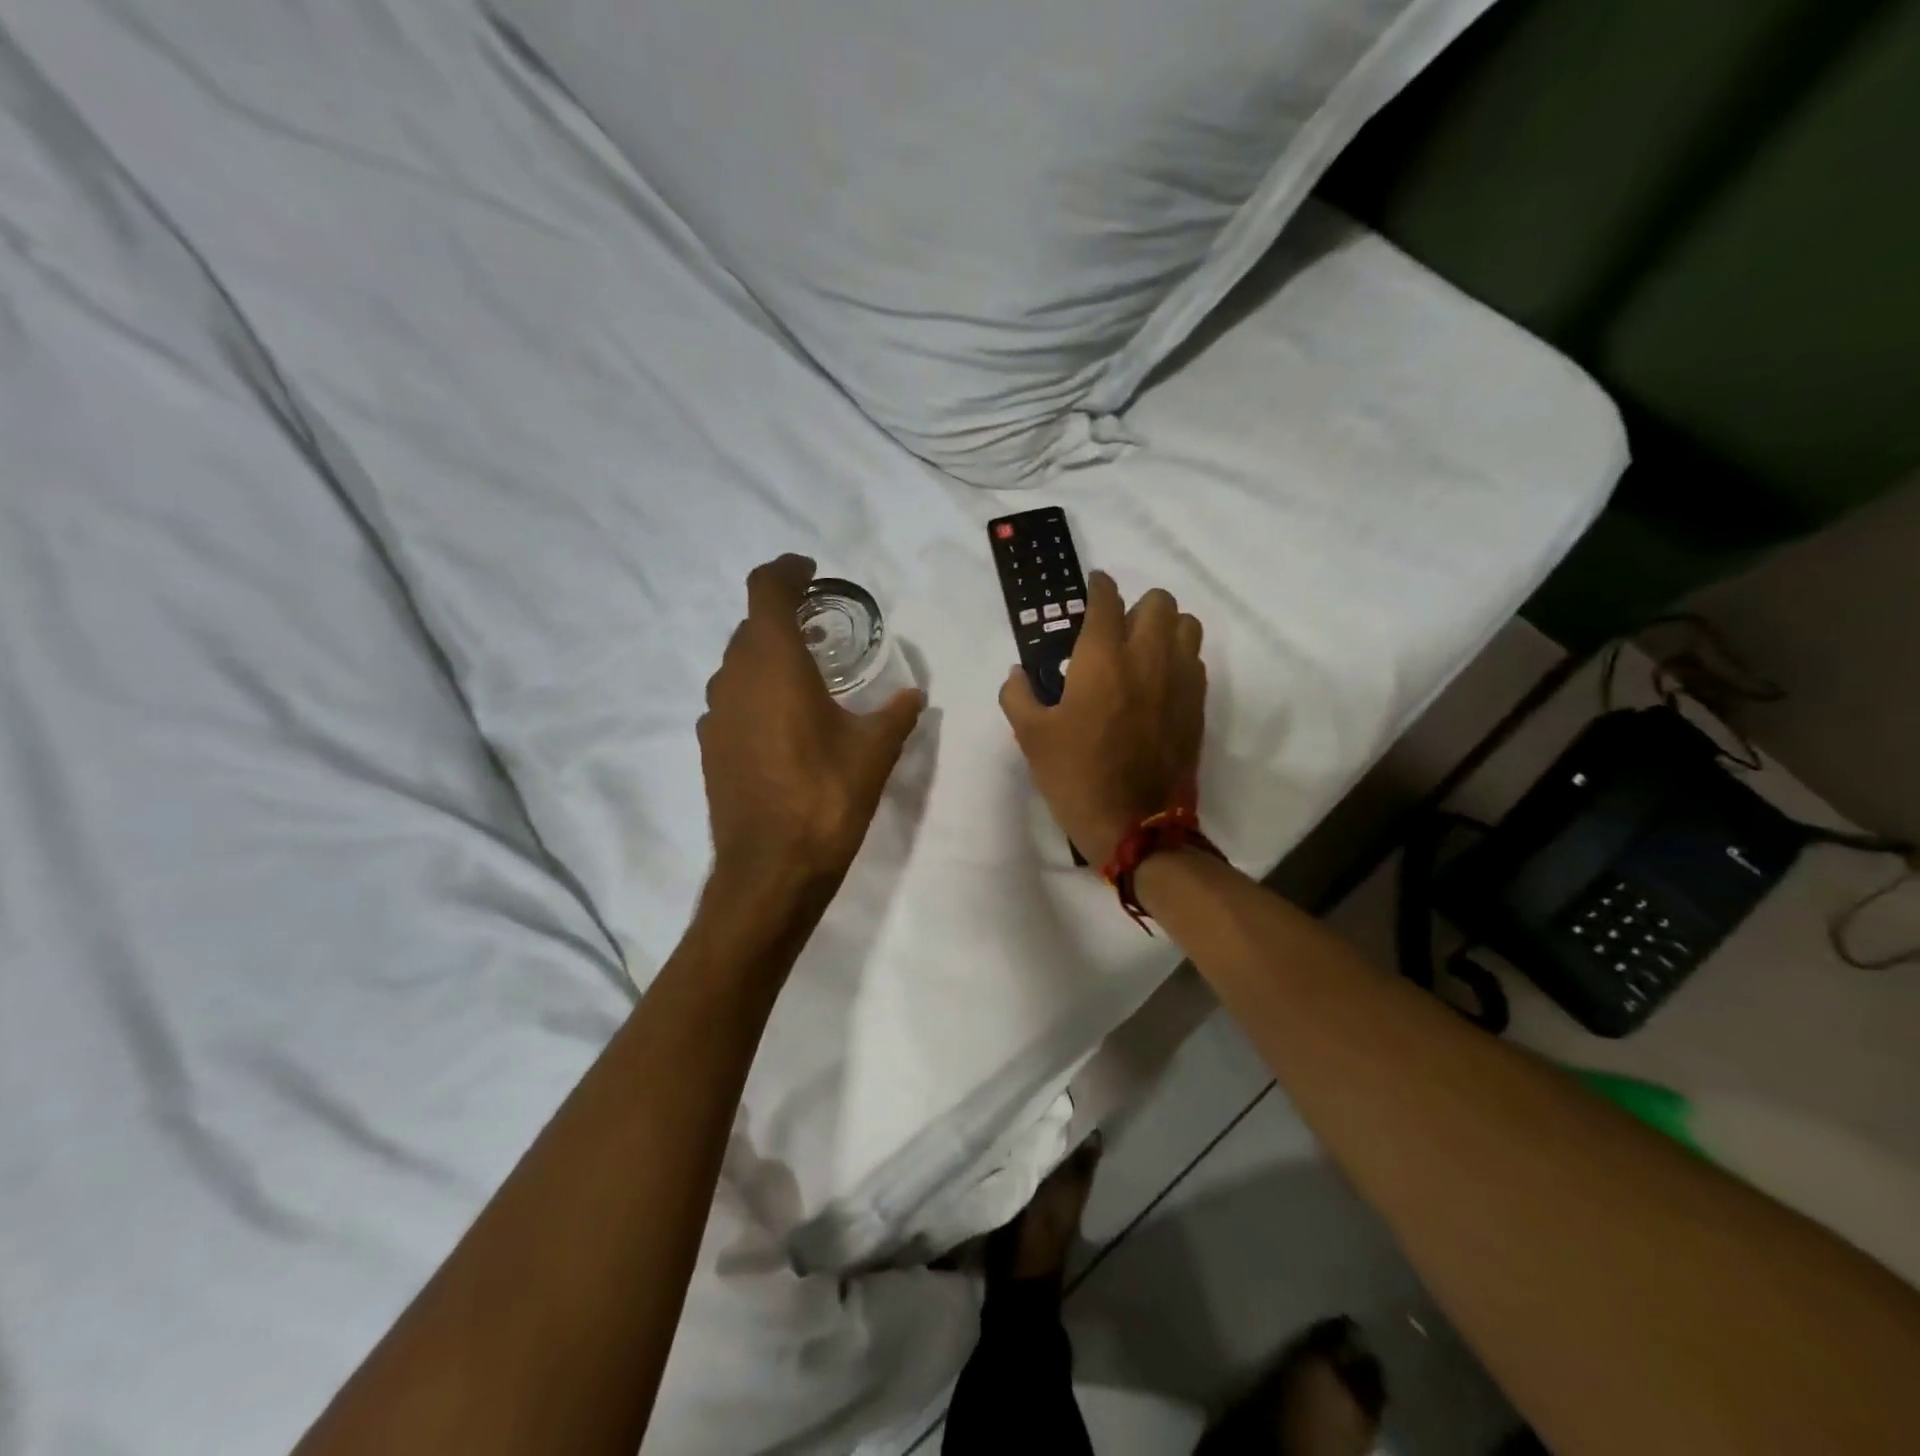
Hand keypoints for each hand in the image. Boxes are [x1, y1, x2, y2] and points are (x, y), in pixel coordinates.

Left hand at [699, 555, 924, 897]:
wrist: (771, 869)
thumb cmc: (826, 797)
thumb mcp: (875, 751)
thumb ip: (896, 714)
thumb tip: (914, 696)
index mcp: (774, 664)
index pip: (766, 589)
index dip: (786, 570)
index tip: (811, 572)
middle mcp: (735, 678)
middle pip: (752, 626)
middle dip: (784, 617)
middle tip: (822, 629)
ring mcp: (716, 714)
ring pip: (738, 664)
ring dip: (768, 656)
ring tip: (807, 676)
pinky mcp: (711, 747)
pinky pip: (733, 700)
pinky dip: (756, 693)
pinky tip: (785, 723)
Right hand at [999, 572, 1206, 865]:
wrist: (1135, 825)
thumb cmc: (1076, 777)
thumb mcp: (1030, 737)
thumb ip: (1018, 695)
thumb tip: (1018, 673)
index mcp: (1102, 660)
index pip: (1106, 600)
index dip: (1098, 587)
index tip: (1092, 588)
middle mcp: (1148, 658)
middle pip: (1158, 601)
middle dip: (1135, 606)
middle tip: (1114, 632)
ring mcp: (1181, 681)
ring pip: (1186, 625)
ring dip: (1164, 627)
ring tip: (1142, 652)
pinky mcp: (1198, 705)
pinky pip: (1195, 661)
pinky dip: (1178, 658)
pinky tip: (1158, 683)